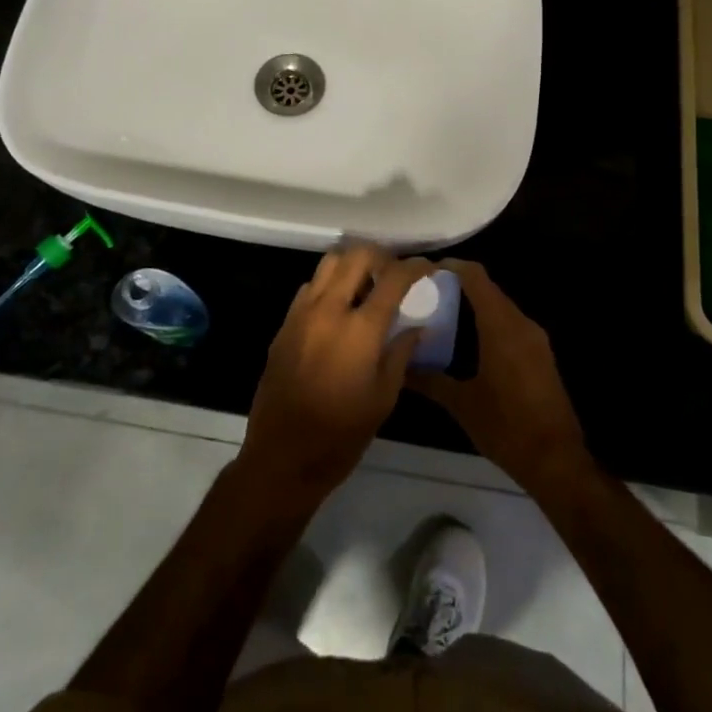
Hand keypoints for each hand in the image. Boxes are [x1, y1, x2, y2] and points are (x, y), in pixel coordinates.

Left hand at [237, 246, 431, 503]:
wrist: (282, 456)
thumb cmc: (342, 434)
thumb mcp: (384, 397)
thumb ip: (401, 353)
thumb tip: (417, 327)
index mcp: (359, 328)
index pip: (393, 278)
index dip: (415, 267)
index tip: (428, 267)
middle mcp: (328, 309)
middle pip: (356, 255)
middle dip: (382, 255)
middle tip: (395, 271)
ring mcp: (301, 313)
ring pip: (329, 263)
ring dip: (352, 264)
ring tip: (368, 283)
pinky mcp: (284, 324)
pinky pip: (310, 286)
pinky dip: (330, 283)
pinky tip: (340, 307)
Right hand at [408, 260, 589, 492]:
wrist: (556, 459)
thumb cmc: (506, 426)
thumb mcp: (461, 404)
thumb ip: (429, 380)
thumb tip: (399, 368)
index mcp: (501, 326)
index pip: (477, 278)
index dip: (453, 267)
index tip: (425, 270)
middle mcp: (521, 324)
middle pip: (489, 290)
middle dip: (460, 286)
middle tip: (427, 292)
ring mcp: (535, 339)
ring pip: (501, 307)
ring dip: (475, 305)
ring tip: (443, 313)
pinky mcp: (541, 355)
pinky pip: (511, 325)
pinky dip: (490, 322)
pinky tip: (469, 340)